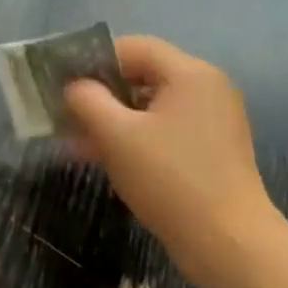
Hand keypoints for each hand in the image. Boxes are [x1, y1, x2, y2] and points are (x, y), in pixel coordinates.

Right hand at [63, 36, 279, 284]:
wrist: (226, 240)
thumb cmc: (169, 179)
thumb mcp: (116, 136)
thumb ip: (88, 101)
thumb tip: (74, 87)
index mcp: (190, 74)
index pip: (134, 47)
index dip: (93, 60)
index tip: (61, 82)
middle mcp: (206, 89)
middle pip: (143, 76)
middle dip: (99, 94)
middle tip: (63, 113)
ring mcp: (212, 121)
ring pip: (150, 107)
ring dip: (111, 119)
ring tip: (74, 140)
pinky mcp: (210, 150)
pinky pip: (163, 130)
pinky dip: (133, 137)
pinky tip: (102, 157)